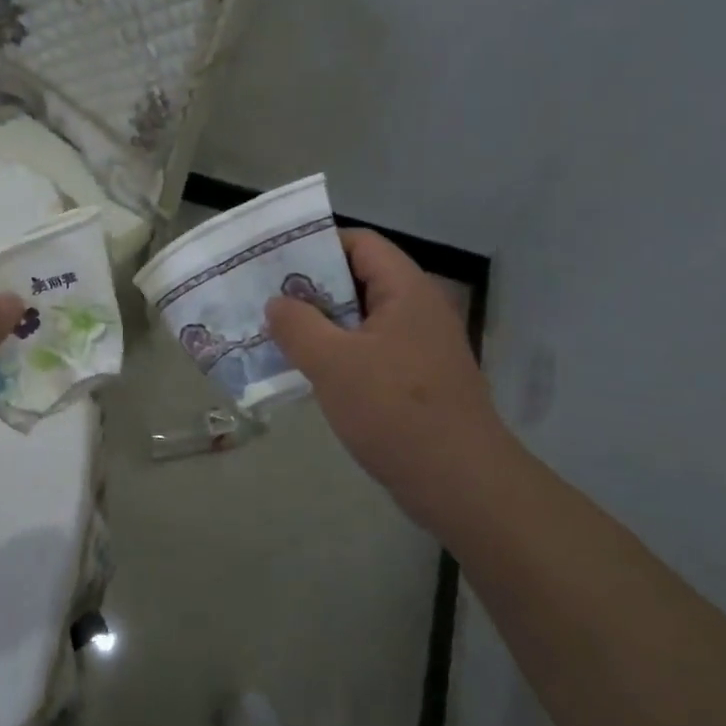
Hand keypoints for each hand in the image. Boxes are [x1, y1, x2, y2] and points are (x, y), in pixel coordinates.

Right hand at [266, 230, 512, 523]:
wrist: (460, 483)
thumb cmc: (395, 411)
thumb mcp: (333, 363)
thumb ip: (298, 326)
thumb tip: (277, 303)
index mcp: (406, 290)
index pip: (359, 242)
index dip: (317, 244)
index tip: (274, 262)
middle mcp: (416, 309)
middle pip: (358, 279)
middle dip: (310, 287)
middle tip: (265, 298)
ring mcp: (418, 346)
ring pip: (360, 319)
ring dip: (320, 323)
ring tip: (276, 333)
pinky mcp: (415, 379)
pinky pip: (369, 350)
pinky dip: (337, 352)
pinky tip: (306, 370)